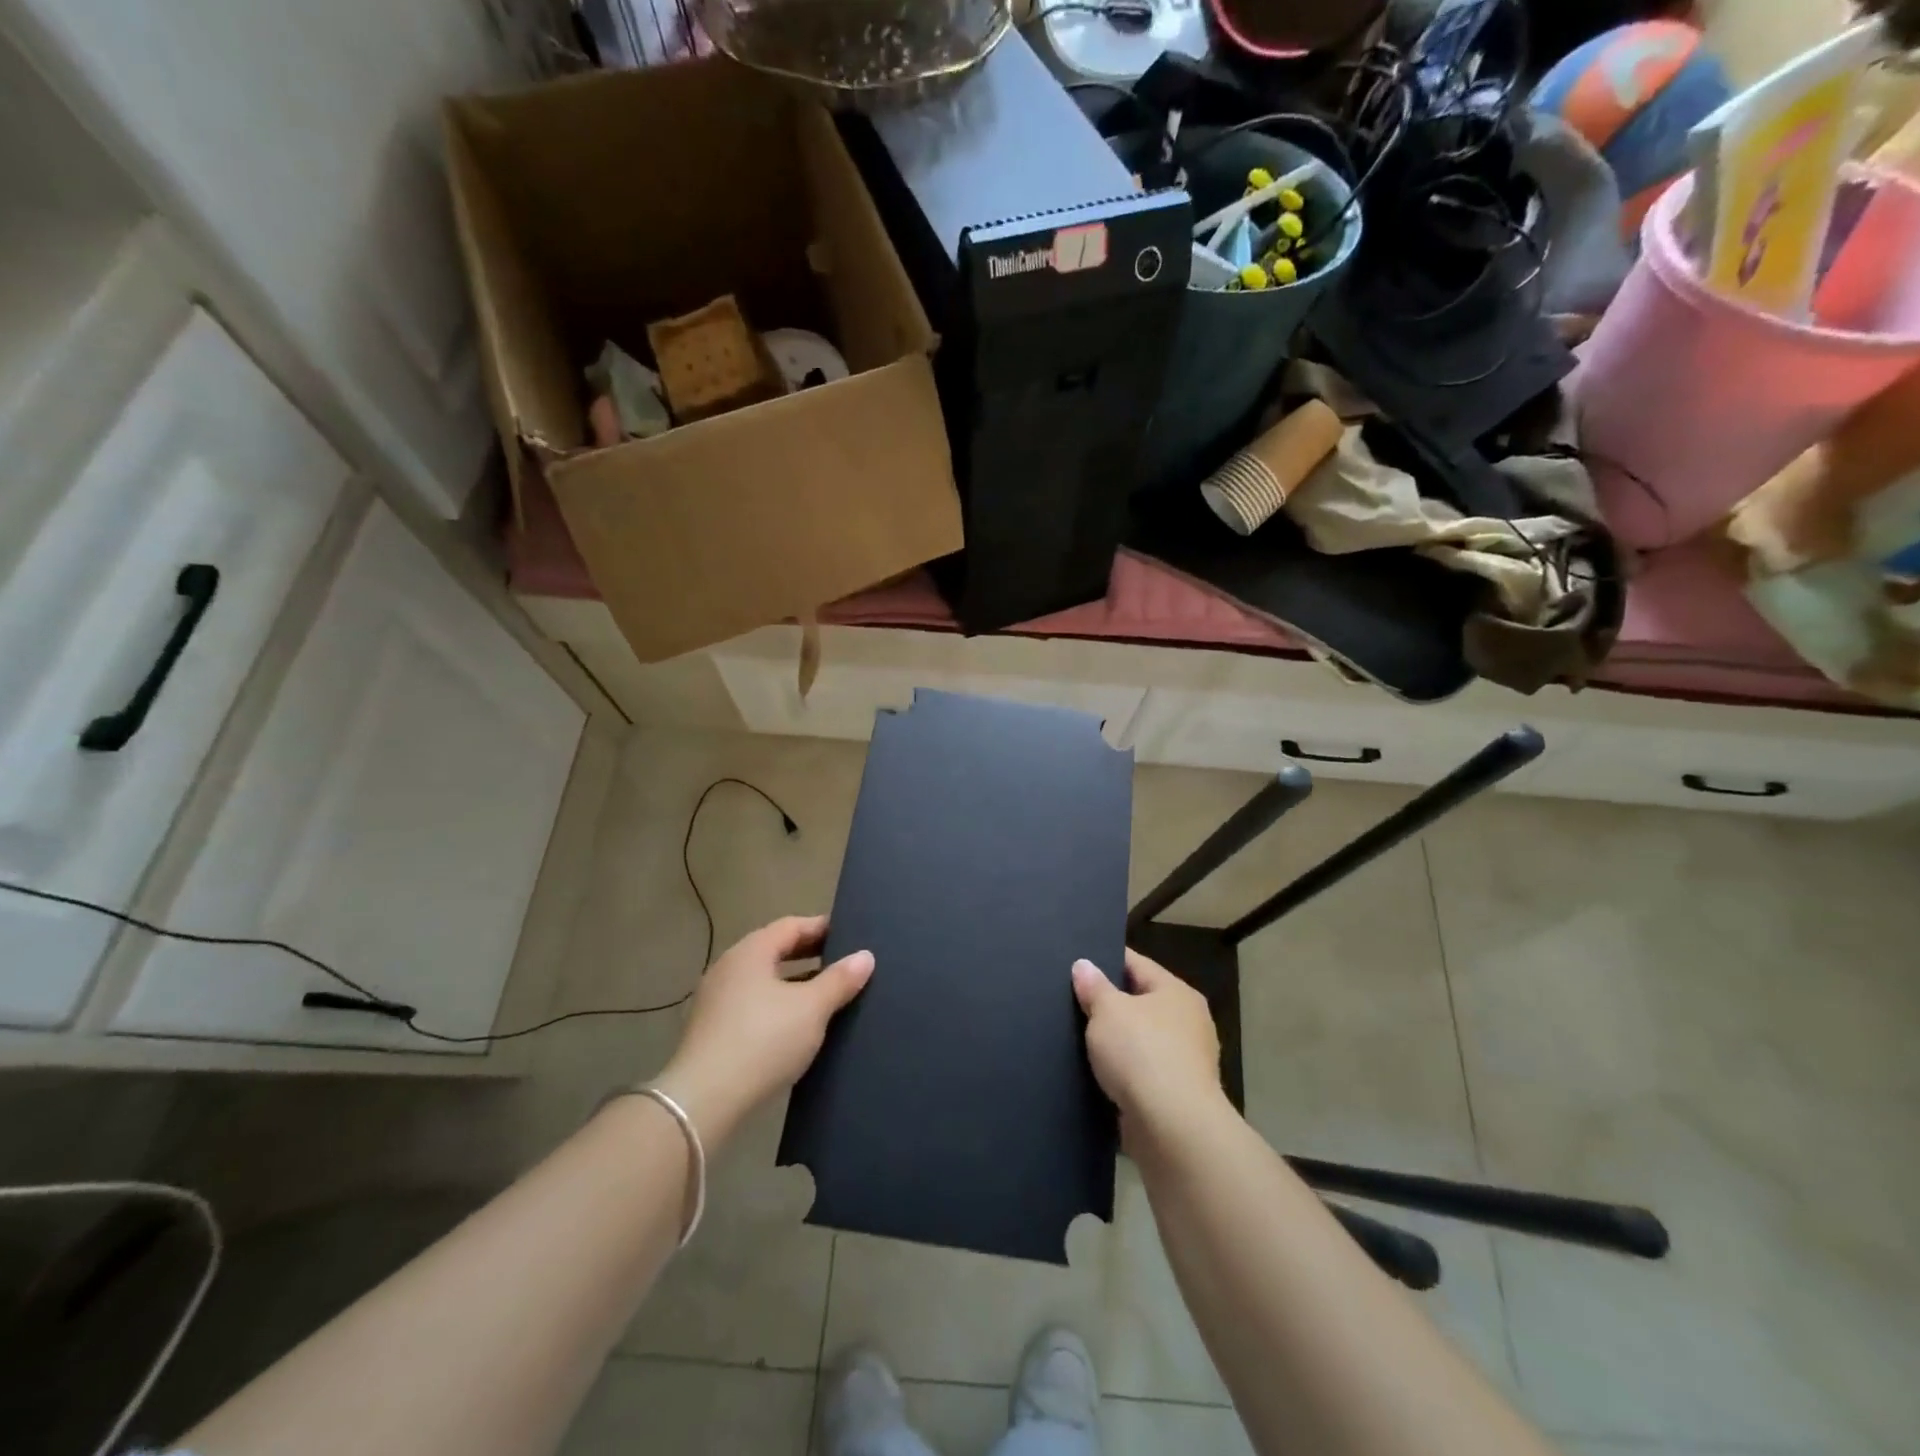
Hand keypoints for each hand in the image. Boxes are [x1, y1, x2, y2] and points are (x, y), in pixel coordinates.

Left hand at [655, 916, 873, 1144]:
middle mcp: (729, 967)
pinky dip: (778, 1006)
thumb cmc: (763, 1040)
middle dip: (810, 955)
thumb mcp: (812, 1008)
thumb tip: (865, 955)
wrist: (704, 1101)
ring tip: (827, 996)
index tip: (851, 936)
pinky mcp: (712, 1031)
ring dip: (795, 983)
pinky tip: (798, 1026)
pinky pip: (753, 1005)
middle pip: (775, 950)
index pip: (792, 926)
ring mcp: (716, 1000)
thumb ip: (839, 980)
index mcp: (751, 951)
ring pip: (764, 980)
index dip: (822, 928)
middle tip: (843, 963)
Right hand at [1072, 950, 1227, 1139]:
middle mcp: (1188, 1022)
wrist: (1173, 1128)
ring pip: (1140, 1040)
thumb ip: (1093, 986)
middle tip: (1072, 1000)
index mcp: (1177, 992)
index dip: (1105, 959)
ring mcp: (1186, 1061)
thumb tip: (1083, 964)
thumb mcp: (1107, 1011)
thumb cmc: (1142, 1053)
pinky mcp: (1177, 1095)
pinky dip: (1122, 1072)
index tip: (1077, 962)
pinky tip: (1096, 1073)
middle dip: (1109, 1003)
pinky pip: (1142, 1073)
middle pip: (1140, 1002)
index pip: (1136, 964)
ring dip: (1116, 1042)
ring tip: (1077, 1038)